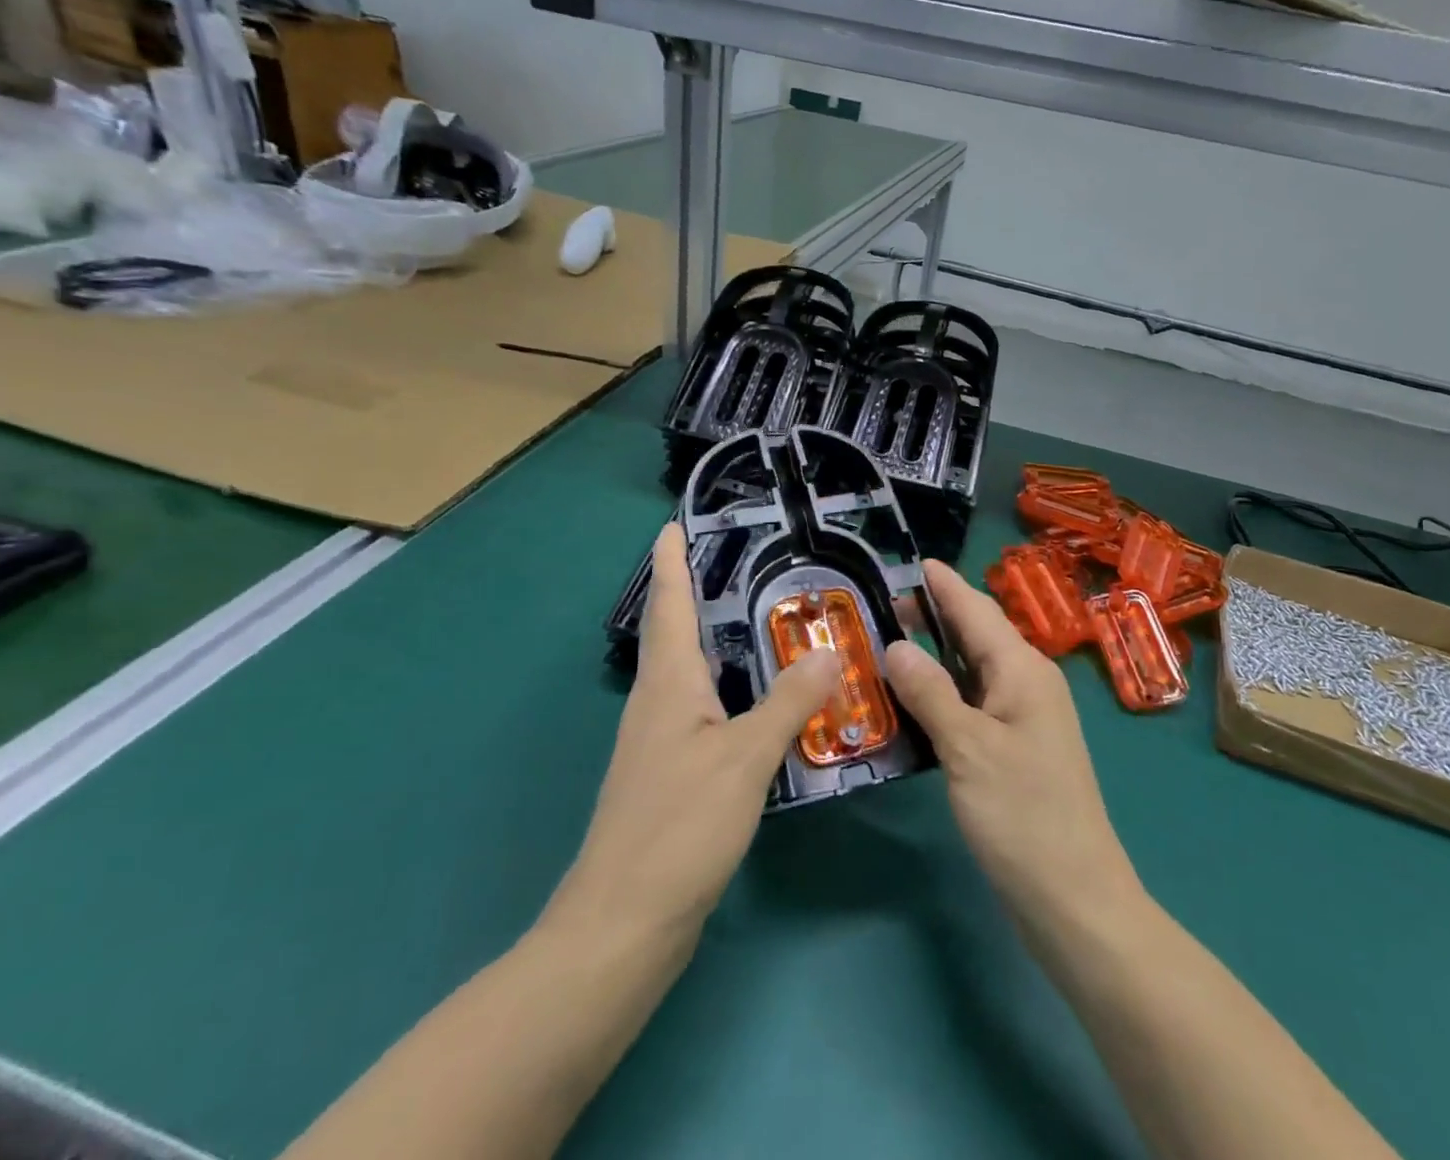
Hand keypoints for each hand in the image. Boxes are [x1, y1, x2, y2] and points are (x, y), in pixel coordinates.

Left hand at [549, 524, 838, 947]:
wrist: (622, 926)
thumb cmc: (678, 828)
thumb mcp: (743, 759)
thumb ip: (787, 703)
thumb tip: (827, 651)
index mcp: (667, 685)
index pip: (669, 606)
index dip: (671, 562)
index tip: (673, 523)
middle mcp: (658, 703)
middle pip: (676, 633)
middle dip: (696, 593)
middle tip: (739, 561)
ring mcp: (661, 742)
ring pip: (690, 672)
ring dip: (715, 639)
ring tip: (759, 617)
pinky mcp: (672, 775)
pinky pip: (702, 709)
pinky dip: (728, 687)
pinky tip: (758, 699)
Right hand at [885, 562, 1143, 932]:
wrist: (1074, 899)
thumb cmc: (1023, 815)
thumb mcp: (968, 748)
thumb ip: (930, 692)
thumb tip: (896, 644)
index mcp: (1023, 671)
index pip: (978, 610)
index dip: (945, 585)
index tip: (915, 562)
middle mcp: (1028, 684)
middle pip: (978, 635)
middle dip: (936, 615)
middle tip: (884, 606)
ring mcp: (1025, 719)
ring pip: (975, 670)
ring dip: (937, 654)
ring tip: (890, 642)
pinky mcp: (1016, 750)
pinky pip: (975, 703)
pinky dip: (944, 692)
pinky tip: (915, 700)